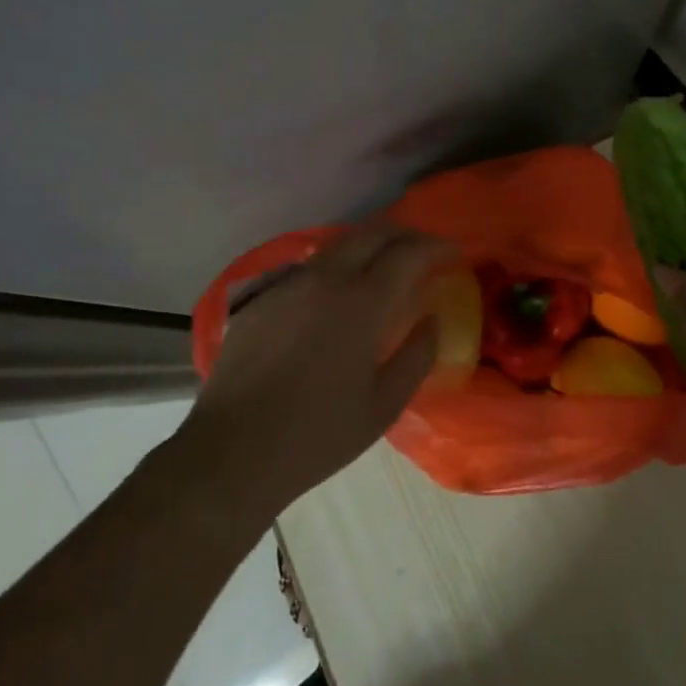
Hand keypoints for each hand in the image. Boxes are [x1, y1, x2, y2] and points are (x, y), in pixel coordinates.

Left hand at [173, 220, 454, 518]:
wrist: (231, 452)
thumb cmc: (317, 435)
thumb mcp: (384, 405)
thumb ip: (417, 356)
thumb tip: (432, 320)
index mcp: (362, 303)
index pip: (408, 253)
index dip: (436, 247)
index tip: (453, 253)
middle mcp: (326, 279)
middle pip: (373, 233)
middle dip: (406, 234)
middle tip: (424, 250)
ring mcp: (289, 284)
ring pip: (339, 244)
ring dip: (370, 246)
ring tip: (385, 266)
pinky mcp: (262, 298)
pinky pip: (310, 268)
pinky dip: (337, 267)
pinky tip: (337, 295)